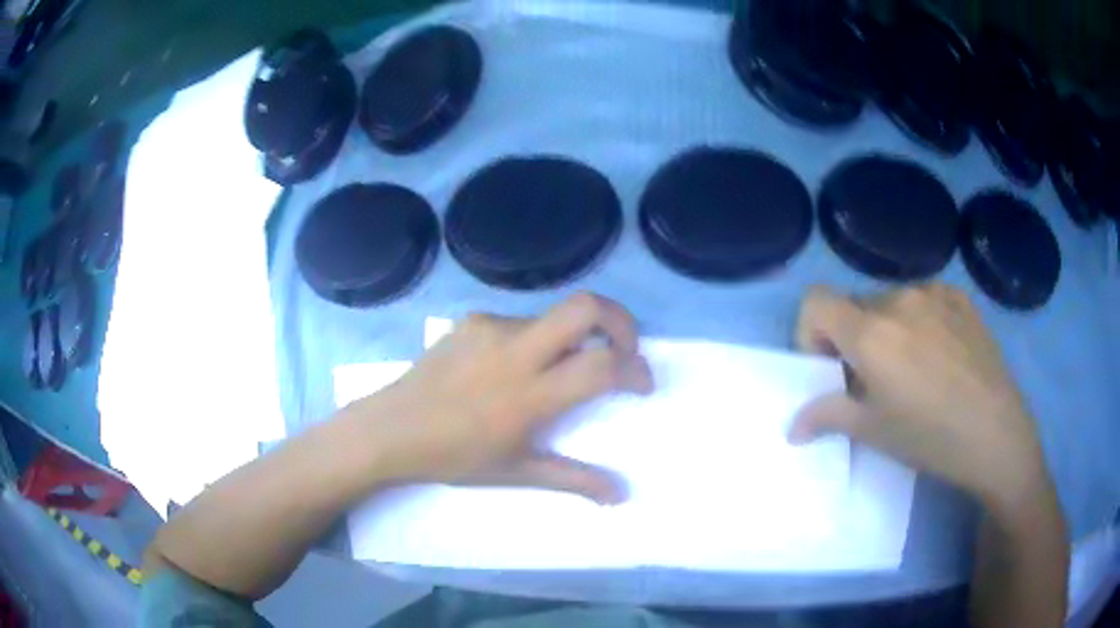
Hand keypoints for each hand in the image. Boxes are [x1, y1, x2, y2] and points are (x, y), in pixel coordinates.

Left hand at [357, 293, 653, 503]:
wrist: (392, 429)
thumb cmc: (456, 457)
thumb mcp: (518, 471)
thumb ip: (574, 479)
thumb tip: (621, 494)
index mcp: (530, 394)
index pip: (602, 366)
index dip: (636, 369)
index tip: (641, 384)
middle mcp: (515, 349)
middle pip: (587, 307)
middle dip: (621, 322)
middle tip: (624, 348)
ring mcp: (491, 328)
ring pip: (554, 317)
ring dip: (572, 338)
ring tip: (555, 372)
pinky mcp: (472, 320)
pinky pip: (519, 323)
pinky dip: (534, 341)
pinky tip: (509, 369)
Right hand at [790, 284, 1048, 506]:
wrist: (997, 433)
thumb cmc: (930, 438)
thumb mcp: (873, 432)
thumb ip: (827, 416)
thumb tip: (792, 426)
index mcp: (871, 332)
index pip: (816, 302)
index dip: (811, 333)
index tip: (830, 367)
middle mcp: (898, 299)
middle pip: (854, 305)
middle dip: (851, 338)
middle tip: (873, 379)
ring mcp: (933, 293)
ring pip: (890, 302)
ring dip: (886, 329)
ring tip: (913, 368)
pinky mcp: (959, 297)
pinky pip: (923, 299)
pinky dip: (918, 320)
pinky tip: (940, 354)